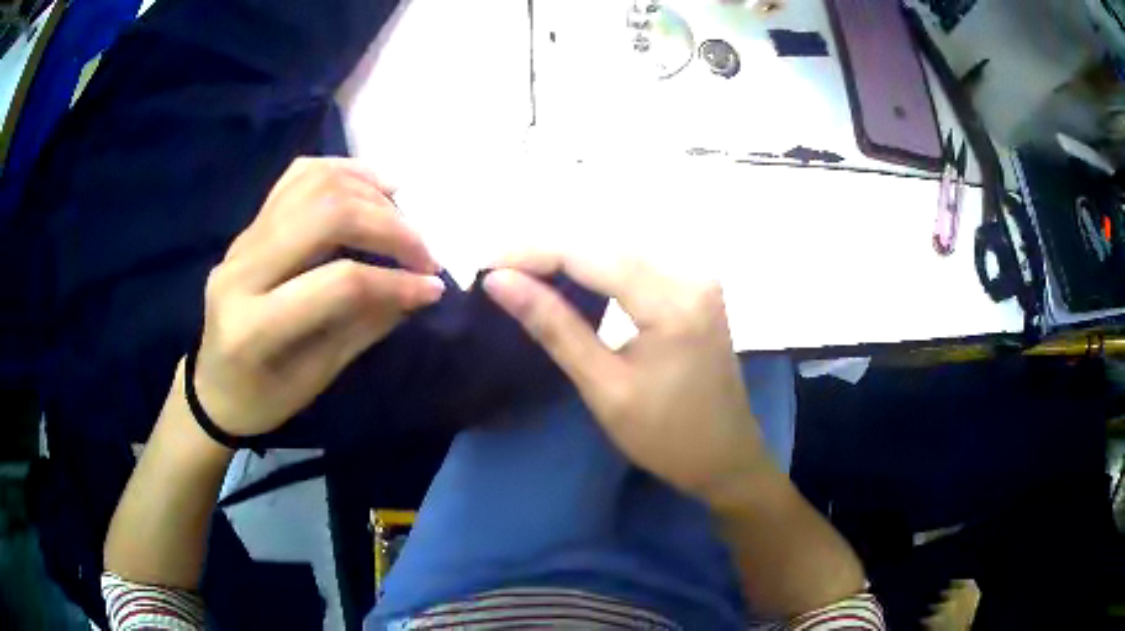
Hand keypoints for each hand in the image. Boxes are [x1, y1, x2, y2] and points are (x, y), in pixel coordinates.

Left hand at [192, 157, 444, 437]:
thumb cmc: (262, 399)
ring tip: (404, 215)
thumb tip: (418, 288)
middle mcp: (241, 270)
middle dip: (389, 226)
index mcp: (254, 326)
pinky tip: (373, 185)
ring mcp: (241, 240)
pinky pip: (297, 177)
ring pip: (313, 184)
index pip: (338, 284)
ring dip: (371, 191)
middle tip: (423, 251)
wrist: (212, 386)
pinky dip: (343, 171)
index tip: (434, 286)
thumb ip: (364, 326)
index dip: (395, 280)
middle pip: (326, 215)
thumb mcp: (316, 378)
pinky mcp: (248, 225)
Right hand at [483, 253, 768, 504]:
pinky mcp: (697, 290)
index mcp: (672, 300)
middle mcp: (690, 274)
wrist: (726, 458)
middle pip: (605, 246)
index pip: (589, 256)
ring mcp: (698, 279)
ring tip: (523, 275)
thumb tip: (500, 283)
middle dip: (548, 254)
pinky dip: (599, 271)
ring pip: (620, 252)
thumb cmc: (666, 436)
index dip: (532, 255)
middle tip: (499, 273)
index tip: (485, 267)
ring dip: (571, 259)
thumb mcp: (604, 387)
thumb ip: (554, 327)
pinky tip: (570, 282)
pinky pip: (639, 266)